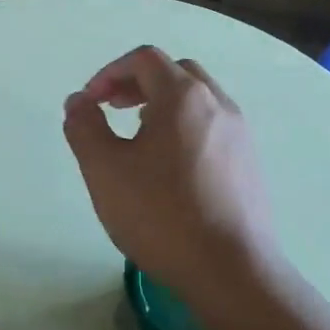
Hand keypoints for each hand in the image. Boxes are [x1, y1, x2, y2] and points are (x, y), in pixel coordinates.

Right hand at [62, 46, 278, 305]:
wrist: (231, 270)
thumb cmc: (161, 215)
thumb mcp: (105, 171)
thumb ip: (85, 128)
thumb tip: (79, 101)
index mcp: (184, 97)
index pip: (145, 59)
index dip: (109, 73)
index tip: (90, 103)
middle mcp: (219, 104)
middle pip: (176, 73)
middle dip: (139, 83)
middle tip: (114, 109)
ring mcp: (241, 135)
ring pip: (199, 101)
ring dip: (164, 106)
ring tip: (139, 140)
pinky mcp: (250, 165)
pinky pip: (214, 128)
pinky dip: (186, 129)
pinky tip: (171, 171)